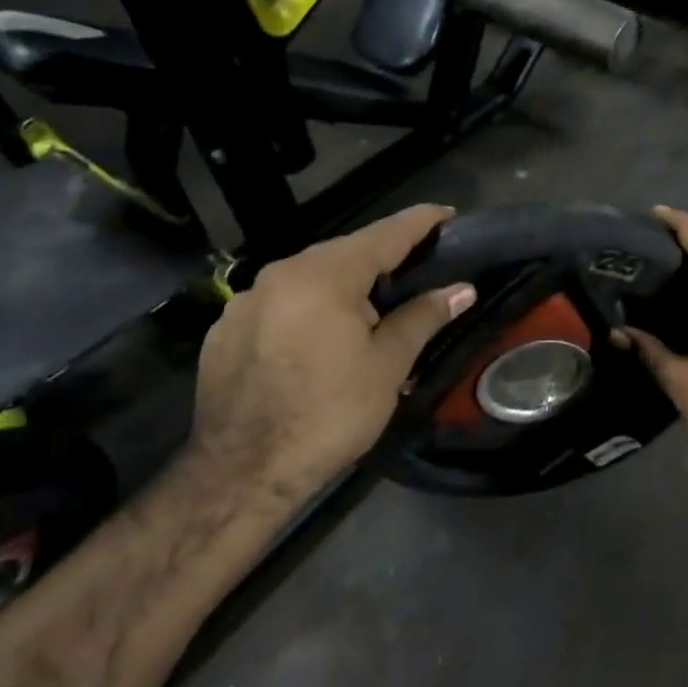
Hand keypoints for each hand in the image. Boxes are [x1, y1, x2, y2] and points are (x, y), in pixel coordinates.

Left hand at [189, 204, 475, 501]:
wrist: (242, 473)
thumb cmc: (329, 413)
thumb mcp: (387, 365)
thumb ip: (423, 317)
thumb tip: (462, 289)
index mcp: (325, 275)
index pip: (384, 234)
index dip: (420, 222)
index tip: (446, 213)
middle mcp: (281, 274)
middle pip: (343, 253)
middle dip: (380, 258)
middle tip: (414, 271)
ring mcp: (246, 300)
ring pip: (308, 278)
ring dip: (342, 286)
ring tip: (367, 311)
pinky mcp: (225, 329)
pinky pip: (279, 304)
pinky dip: (307, 309)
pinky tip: (318, 341)